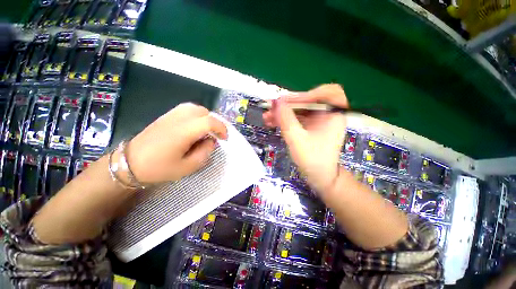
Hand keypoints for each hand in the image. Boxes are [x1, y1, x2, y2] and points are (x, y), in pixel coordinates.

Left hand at [127, 103, 227, 183]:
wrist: (130, 163)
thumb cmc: (159, 168)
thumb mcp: (187, 167)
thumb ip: (204, 152)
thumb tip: (212, 141)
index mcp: (183, 132)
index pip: (209, 122)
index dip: (221, 128)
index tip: (224, 138)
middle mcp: (178, 119)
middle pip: (204, 112)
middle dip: (214, 123)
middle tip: (215, 135)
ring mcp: (171, 115)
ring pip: (195, 108)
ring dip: (206, 118)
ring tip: (206, 130)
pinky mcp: (166, 116)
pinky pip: (186, 109)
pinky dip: (196, 115)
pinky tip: (194, 126)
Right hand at [263, 84, 347, 193]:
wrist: (319, 176)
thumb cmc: (312, 160)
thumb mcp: (297, 139)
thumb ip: (286, 119)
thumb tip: (277, 101)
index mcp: (333, 114)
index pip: (323, 93)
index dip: (303, 95)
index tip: (284, 101)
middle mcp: (327, 114)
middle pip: (307, 101)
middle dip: (287, 105)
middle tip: (270, 107)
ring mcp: (318, 120)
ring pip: (299, 110)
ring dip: (283, 113)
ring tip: (266, 117)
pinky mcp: (310, 126)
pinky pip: (297, 118)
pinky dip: (285, 120)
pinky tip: (272, 122)